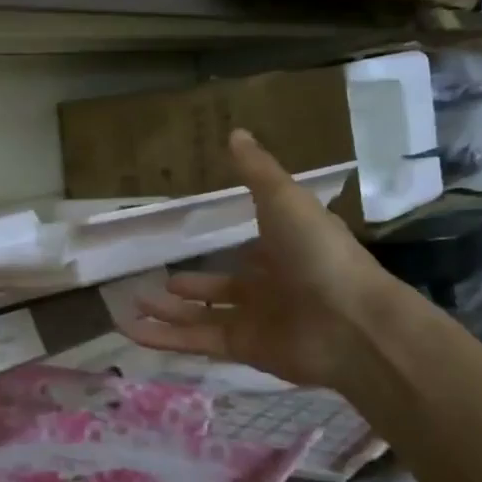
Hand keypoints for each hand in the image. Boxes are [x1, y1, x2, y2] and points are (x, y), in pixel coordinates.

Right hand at [126, 130, 395, 390]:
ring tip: (134, 303)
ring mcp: (256, 320)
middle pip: (222, 287)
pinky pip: (196, 340)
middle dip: (192, 285)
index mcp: (284, 251)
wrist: (351, 323)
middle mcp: (269, 286)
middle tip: (160, 280)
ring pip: (203, 316)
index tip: (205, 242)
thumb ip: (256, 171)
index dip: (232, 246)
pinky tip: (131, 330)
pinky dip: (164, 338)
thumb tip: (235, 132)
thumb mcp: (284, 200)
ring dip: (169, 312)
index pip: (253, 250)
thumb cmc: (318, 253)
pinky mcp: (242, 348)